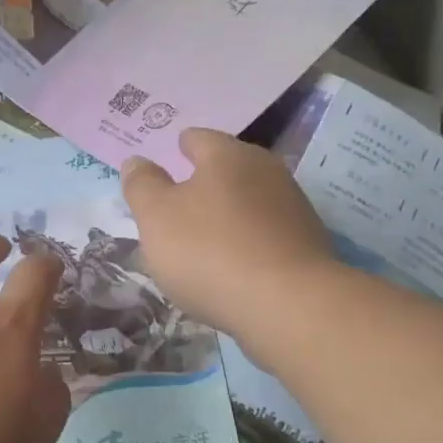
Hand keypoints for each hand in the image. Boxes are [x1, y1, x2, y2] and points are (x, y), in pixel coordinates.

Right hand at [121, 128, 337, 341]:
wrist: (287, 304)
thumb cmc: (209, 251)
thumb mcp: (156, 217)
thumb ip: (142, 185)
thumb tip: (136, 161)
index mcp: (228, 155)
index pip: (198, 138)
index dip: (179, 147)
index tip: (168, 158)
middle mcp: (266, 171)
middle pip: (227, 169)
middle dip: (204, 181)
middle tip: (178, 202)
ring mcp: (292, 208)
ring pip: (248, 201)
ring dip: (227, 213)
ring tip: (203, 237)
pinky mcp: (306, 244)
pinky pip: (265, 233)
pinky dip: (246, 241)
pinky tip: (232, 264)